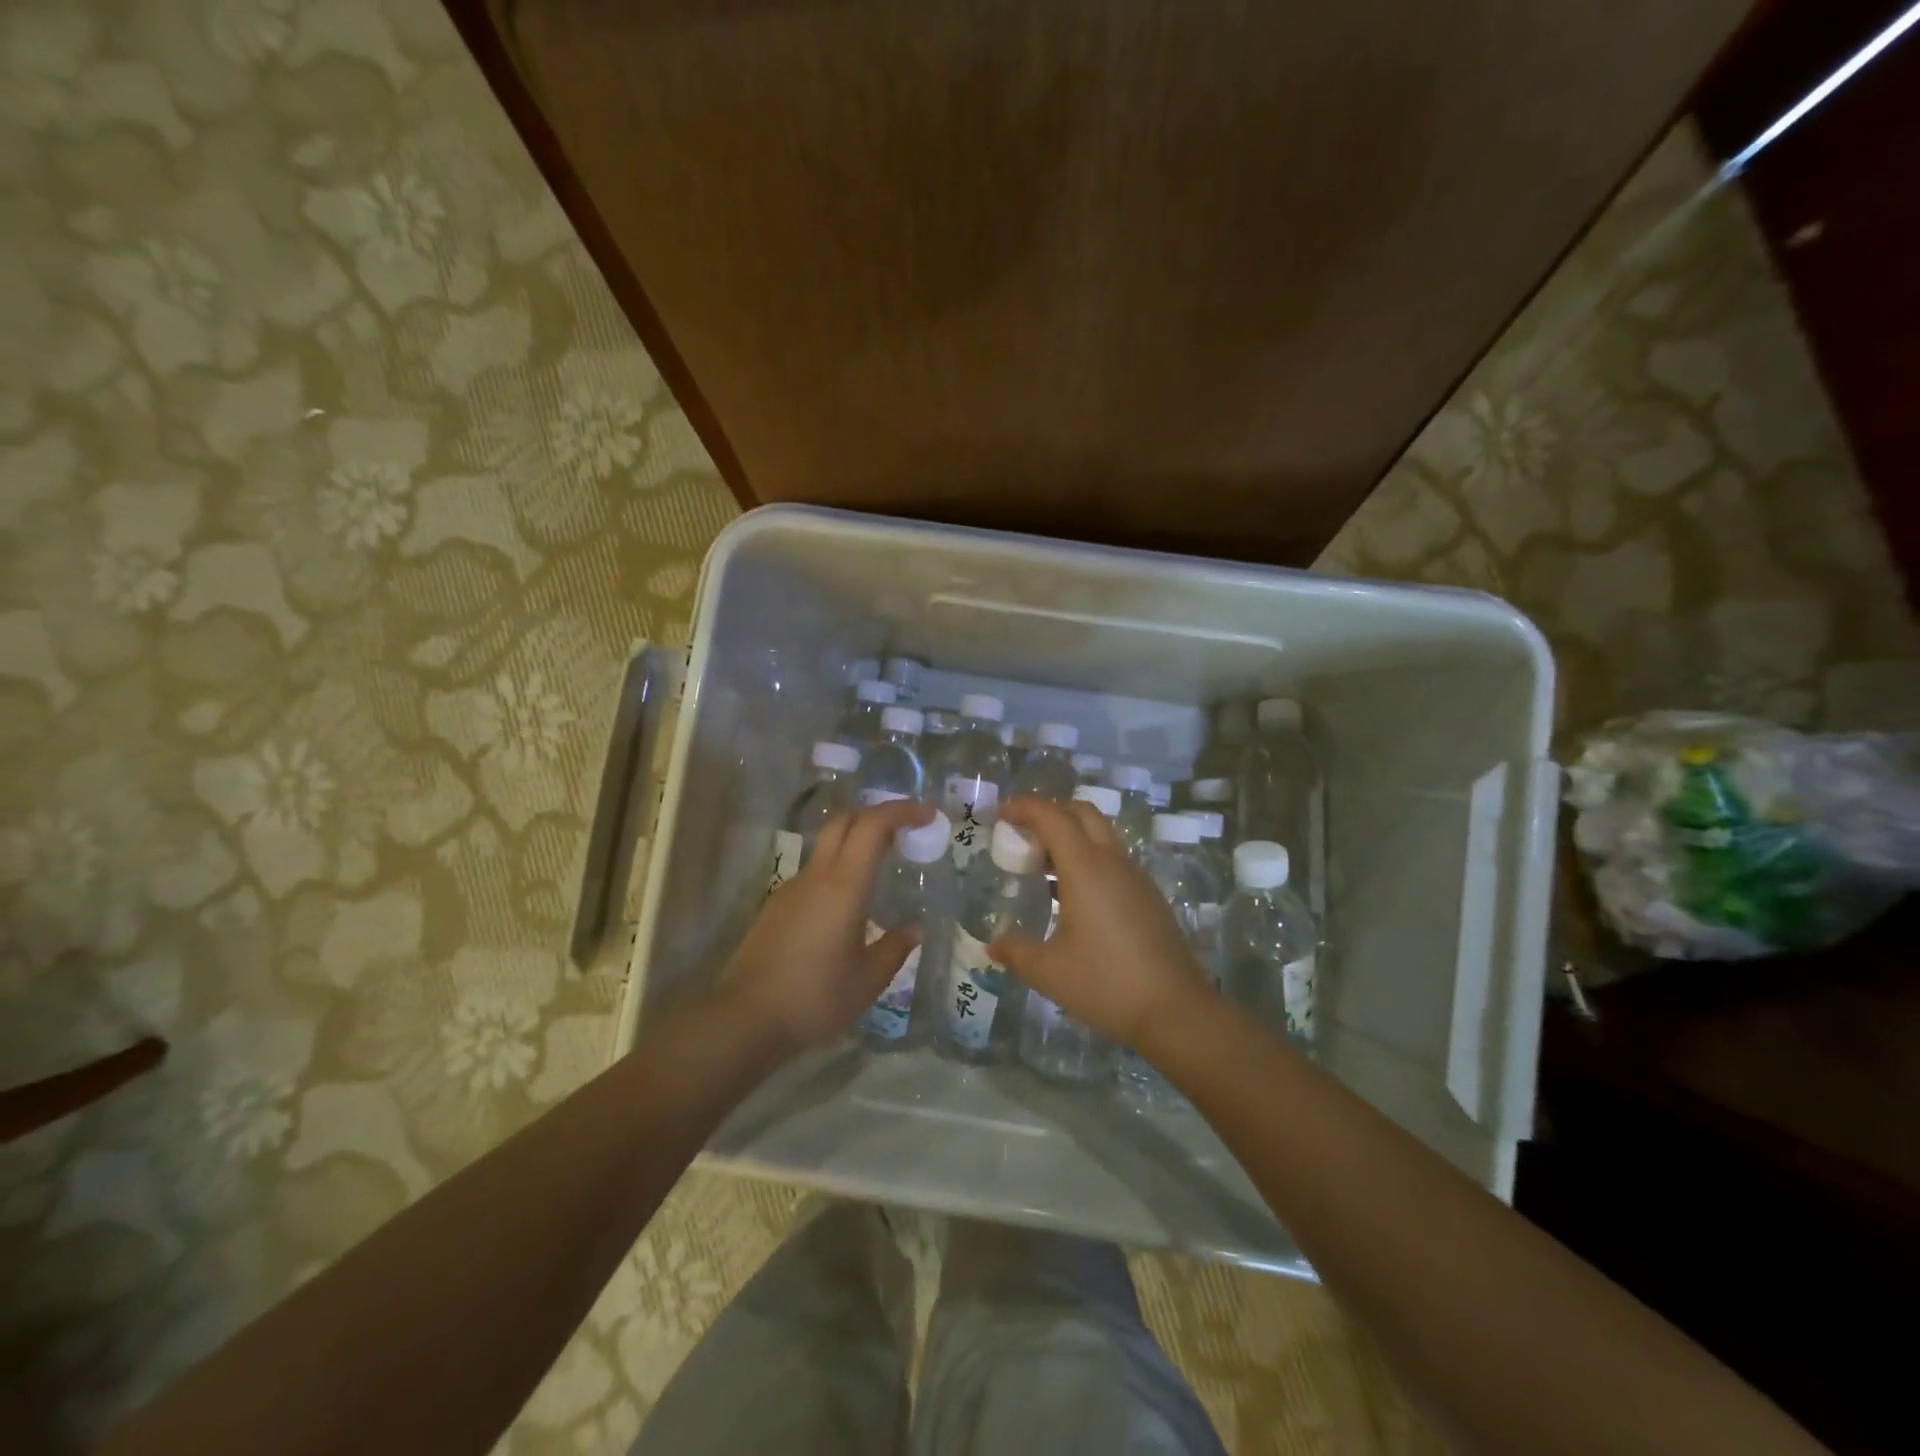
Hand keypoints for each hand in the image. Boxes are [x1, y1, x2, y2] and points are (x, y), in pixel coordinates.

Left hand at [719, 798, 933, 1051]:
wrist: (745, 1019)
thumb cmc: (814, 998)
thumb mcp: (867, 980)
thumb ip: (895, 948)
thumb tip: (914, 928)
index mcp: (843, 886)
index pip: (872, 826)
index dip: (901, 811)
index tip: (927, 815)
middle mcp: (816, 877)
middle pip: (844, 821)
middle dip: (876, 815)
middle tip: (905, 831)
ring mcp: (791, 889)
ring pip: (826, 846)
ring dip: (855, 842)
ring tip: (882, 867)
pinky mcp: (776, 906)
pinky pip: (813, 873)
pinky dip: (837, 870)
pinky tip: (847, 904)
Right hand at [988, 797, 1213, 1051]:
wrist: (1176, 1010)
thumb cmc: (1106, 982)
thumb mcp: (1048, 971)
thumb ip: (1015, 951)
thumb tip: (993, 944)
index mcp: (1086, 867)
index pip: (1053, 816)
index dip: (1025, 807)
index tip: (1002, 814)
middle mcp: (1113, 861)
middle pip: (1082, 813)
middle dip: (1050, 812)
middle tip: (1023, 836)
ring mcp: (1135, 877)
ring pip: (1101, 835)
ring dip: (1070, 837)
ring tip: (1042, 868)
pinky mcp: (1148, 896)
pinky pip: (1113, 860)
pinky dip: (1088, 860)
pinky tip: (1072, 898)